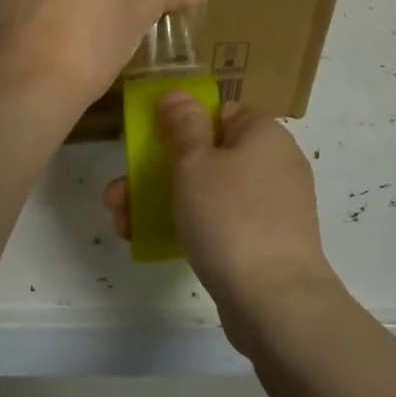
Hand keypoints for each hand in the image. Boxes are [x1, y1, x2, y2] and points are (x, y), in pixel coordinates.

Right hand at [103, 92, 340, 351]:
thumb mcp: (195, 163)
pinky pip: (224, 221)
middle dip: (158, 172)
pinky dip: (192, 226)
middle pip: (208, 155)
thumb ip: (183, 125)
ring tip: (122, 222)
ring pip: (210, 191)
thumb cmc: (231, 218)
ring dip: (165, 200)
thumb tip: (179, 94)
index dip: (181, 125)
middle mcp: (274, 162)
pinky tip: (153, 241)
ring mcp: (274, 205)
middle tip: (119, 194)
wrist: (276, 302)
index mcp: (264, 132)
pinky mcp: (268, 241)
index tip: (149, 146)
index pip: (219, 113)